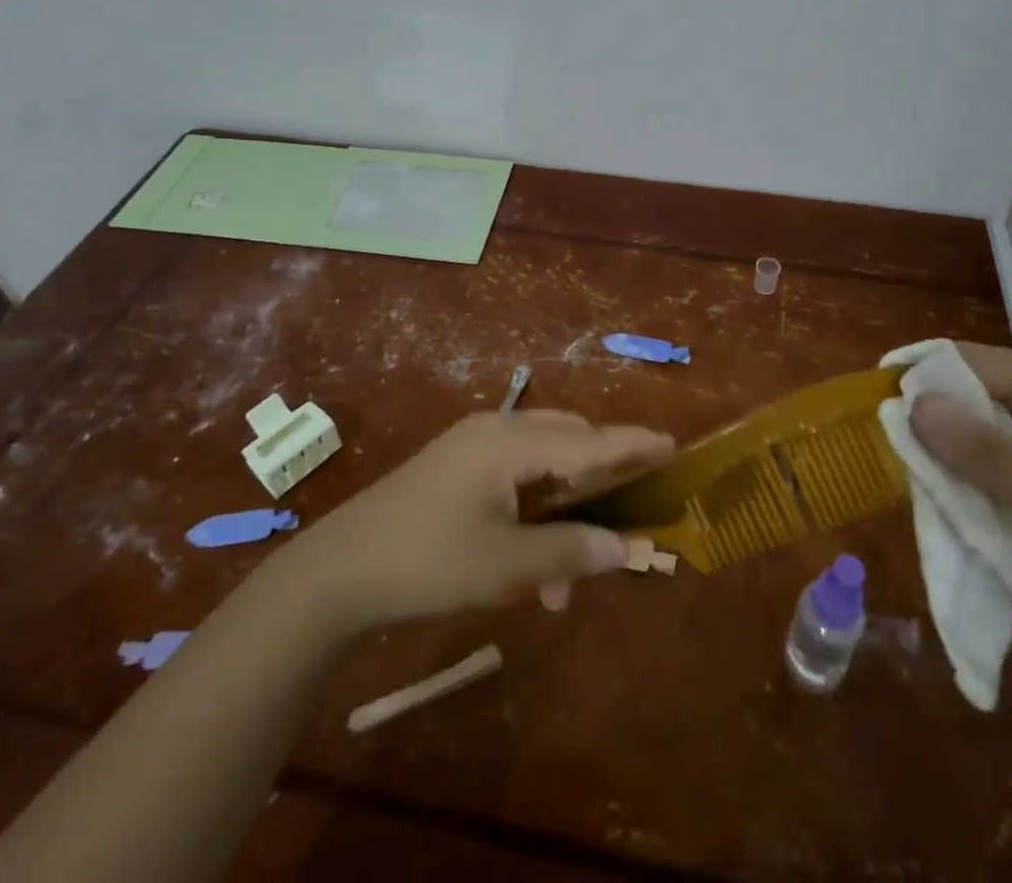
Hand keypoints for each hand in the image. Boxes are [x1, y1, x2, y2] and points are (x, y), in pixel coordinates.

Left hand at [288, 411, 673, 632]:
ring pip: (541, 466)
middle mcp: (496, 431)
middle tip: (626, 515)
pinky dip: (533, 515)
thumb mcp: (504, 563)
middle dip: (598, 481)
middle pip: (567, 443)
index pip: (588, 440)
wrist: (339, 570)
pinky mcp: (457, 470)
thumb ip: (569, 553)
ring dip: (562, 513)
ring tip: (564, 581)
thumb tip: (625, 548)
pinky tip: (531, 569)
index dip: (632, 444)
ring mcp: (473, 448)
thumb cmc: (427, 560)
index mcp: (511, 441)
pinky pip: (514, 480)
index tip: (672, 443)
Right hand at [908, 343, 1011, 620]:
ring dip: (948, 440)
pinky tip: (950, 481)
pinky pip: (990, 445)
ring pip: (976, 417)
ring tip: (915, 463)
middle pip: (970, 385)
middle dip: (932, 410)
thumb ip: (977, 449)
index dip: (922, 374)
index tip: (879, 400)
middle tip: (893, 438)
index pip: (968, 359)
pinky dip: (966, 460)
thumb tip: (911, 403)